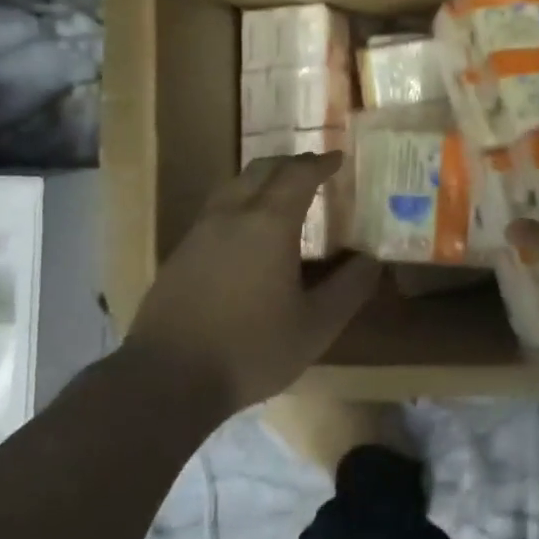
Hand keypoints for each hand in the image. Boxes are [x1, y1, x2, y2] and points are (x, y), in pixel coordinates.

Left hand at [126, 153, 381, 412]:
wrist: (167, 379)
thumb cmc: (250, 349)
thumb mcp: (315, 326)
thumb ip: (348, 289)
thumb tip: (372, 260)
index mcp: (269, 223)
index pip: (298, 174)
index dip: (321, 163)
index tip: (338, 159)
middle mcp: (233, 214)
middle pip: (263, 169)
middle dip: (291, 164)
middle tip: (313, 171)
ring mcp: (201, 231)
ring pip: (234, 185)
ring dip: (262, 180)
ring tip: (281, 194)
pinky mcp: (181, 252)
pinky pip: (217, 209)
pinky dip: (240, 202)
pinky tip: (246, 231)